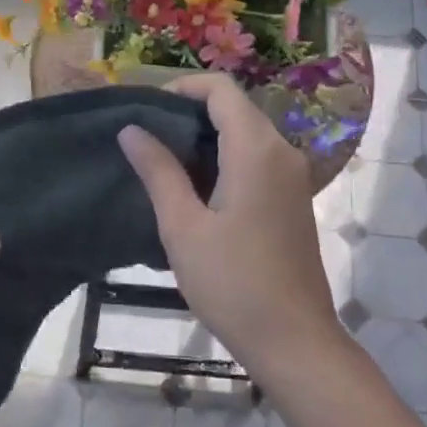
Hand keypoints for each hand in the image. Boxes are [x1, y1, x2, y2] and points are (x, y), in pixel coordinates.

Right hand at [118, 72, 345, 381]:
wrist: (294, 339)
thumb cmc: (233, 283)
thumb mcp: (184, 228)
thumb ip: (159, 172)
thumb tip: (131, 129)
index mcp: (256, 149)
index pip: (221, 89)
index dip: (183, 87)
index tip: (147, 108)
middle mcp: (282, 150)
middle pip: (236, 107)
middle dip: (191, 111)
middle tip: (148, 136)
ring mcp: (293, 174)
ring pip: (248, 132)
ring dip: (208, 136)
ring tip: (165, 160)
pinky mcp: (295, 196)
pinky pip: (259, 157)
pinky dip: (228, 156)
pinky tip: (198, 186)